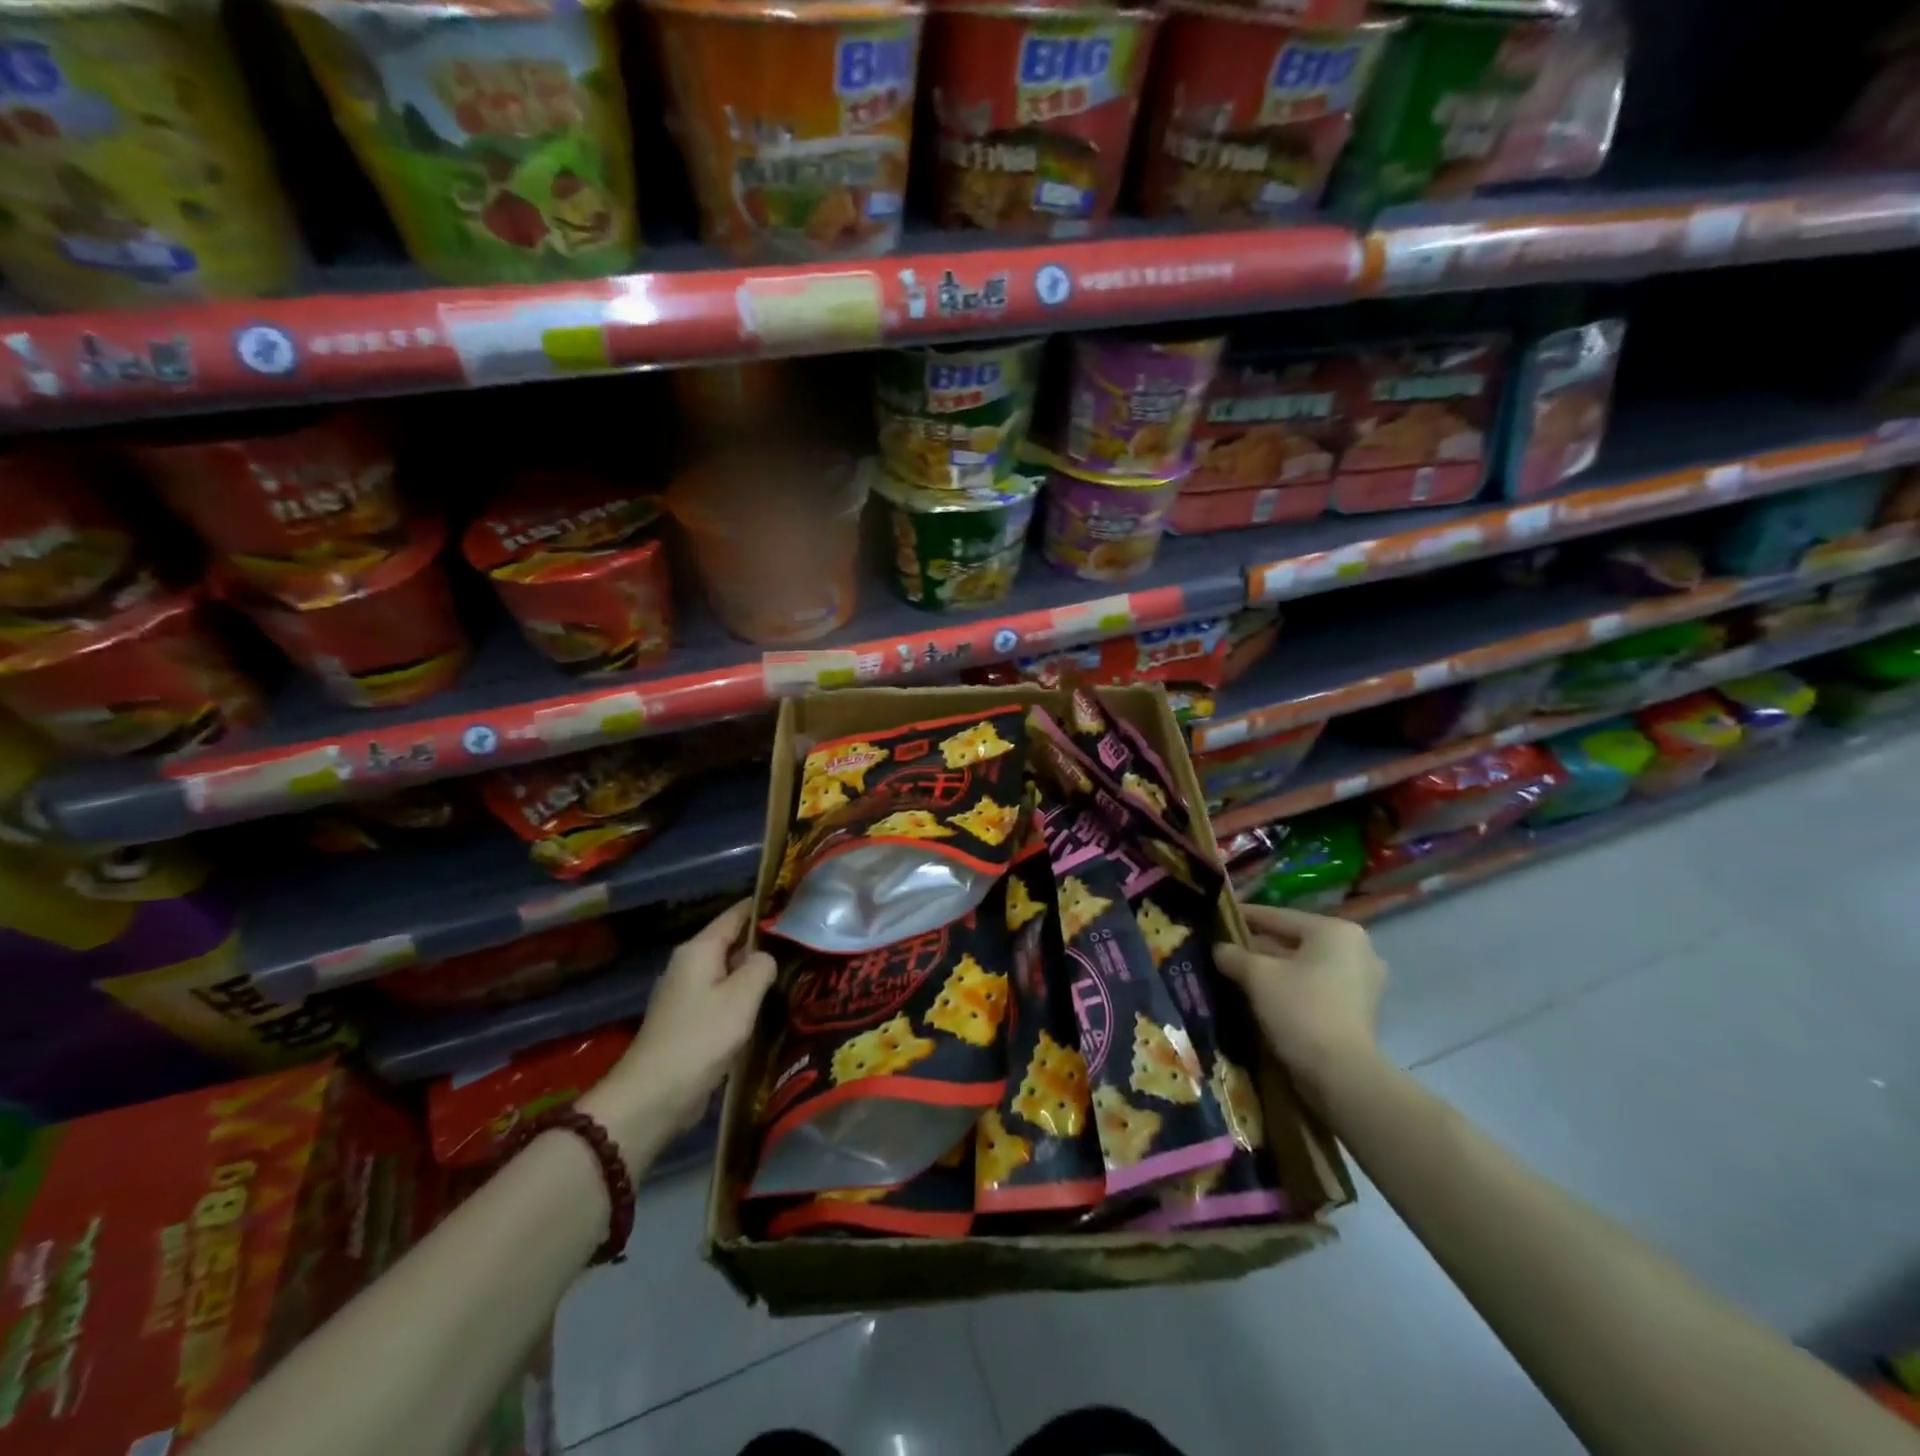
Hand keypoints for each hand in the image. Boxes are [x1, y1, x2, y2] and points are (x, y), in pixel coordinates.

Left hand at [599, 900, 776, 1136]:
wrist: (654, 1097)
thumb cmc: (701, 1038)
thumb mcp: (742, 997)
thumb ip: (762, 966)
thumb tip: (766, 958)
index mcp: (699, 950)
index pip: (736, 914)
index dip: (764, 906)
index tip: (795, 903)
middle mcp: (689, 965)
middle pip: (732, 943)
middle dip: (764, 943)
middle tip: (804, 942)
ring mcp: (686, 995)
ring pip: (729, 974)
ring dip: (755, 974)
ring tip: (795, 972)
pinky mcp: (688, 1023)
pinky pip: (722, 999)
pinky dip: (744, 1000)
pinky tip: (768, 1008)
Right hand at [1213, 903, 1386, 1106]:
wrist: (1342, 1075)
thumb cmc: (1300, 1010)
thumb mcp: (1257, 976)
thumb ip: (1234, 955)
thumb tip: (1219, 949)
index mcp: (1335, 931)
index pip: (1279, 916)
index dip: (1244, 916)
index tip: (1217, 916)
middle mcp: (1356, 949)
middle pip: (1294, 941)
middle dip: (1259, 946)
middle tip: (1225, 948)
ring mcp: (1362, 982)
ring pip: (1305, 966)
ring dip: (1274, 969)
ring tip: (1238, 971)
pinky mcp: (1359, 1010)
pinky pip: (1316, 987)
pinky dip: (1291, 987)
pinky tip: (1263, 994)